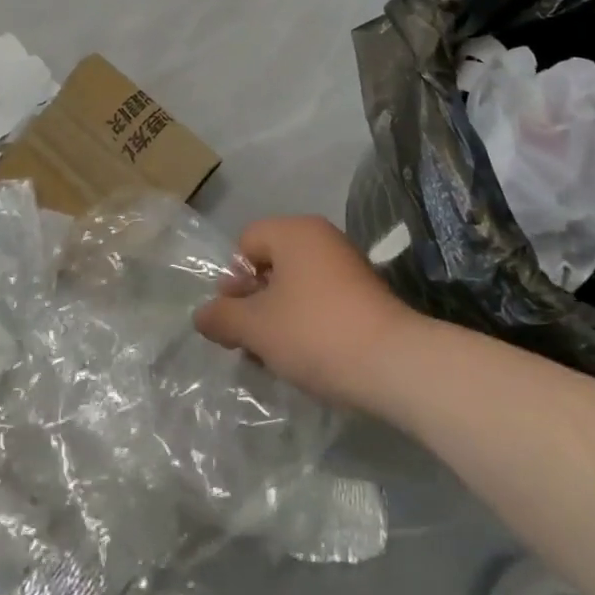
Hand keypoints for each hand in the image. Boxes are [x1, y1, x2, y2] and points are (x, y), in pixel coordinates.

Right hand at [194, 215, 417, 412]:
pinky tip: (308, 358)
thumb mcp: (257, 328)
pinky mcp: (364, 293)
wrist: (393, 363)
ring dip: (279, 317)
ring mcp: (346, 264)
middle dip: (255, 302)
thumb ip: (223, 318)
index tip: (237, 318)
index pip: (246, 242)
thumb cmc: (316, 333)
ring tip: (278, 358)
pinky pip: (321, 299)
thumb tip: (201, 315)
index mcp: (294, 231)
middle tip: (252, 342)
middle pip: (271, 262)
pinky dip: (308, 323)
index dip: (234, 280)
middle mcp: (321, 237)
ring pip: (296, 285)